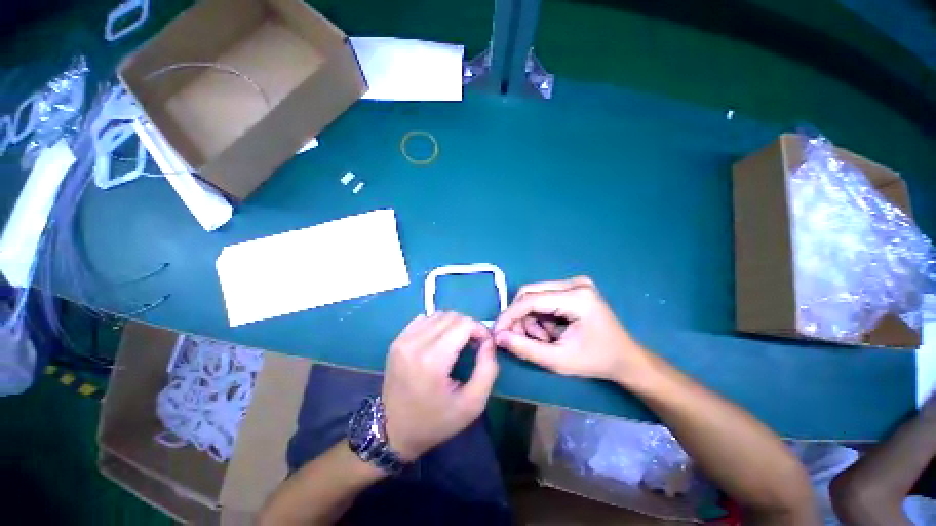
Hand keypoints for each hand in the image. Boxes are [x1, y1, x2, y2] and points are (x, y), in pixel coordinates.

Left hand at [382, 313, 498, 460]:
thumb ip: (487, 369)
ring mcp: (402, 340)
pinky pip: (424, 319)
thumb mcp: (472, 404)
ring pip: (438, 315)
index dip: (479, 329)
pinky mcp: (397, 340)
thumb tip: (489, 342)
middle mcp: (415, 343)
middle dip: (468, 326)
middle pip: (451, 316)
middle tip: (473, 345)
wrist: (392, 432)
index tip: (484, 345)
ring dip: (453, 325)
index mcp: (432, 360)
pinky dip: (437, 325)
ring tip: (457, 344)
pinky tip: (439, 342)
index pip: (463, 323)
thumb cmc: (435, 422)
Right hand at [493, 276, 651, 383]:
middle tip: (524, 340)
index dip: (509, 315)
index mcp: (577, 297)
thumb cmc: (595, 361)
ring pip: (534, 296)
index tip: (496, 331)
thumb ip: (525, 348)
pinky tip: (551, 331)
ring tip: (546, 339)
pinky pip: (544, 298)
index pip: (531, 300)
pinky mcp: (573, 287)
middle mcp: (575, 283)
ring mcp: (575, 283)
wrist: (625, 359)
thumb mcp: (558, 360)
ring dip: (532, 319)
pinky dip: (540, 316)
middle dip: (522, 318)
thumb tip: (498, 336)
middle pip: (530, 294)